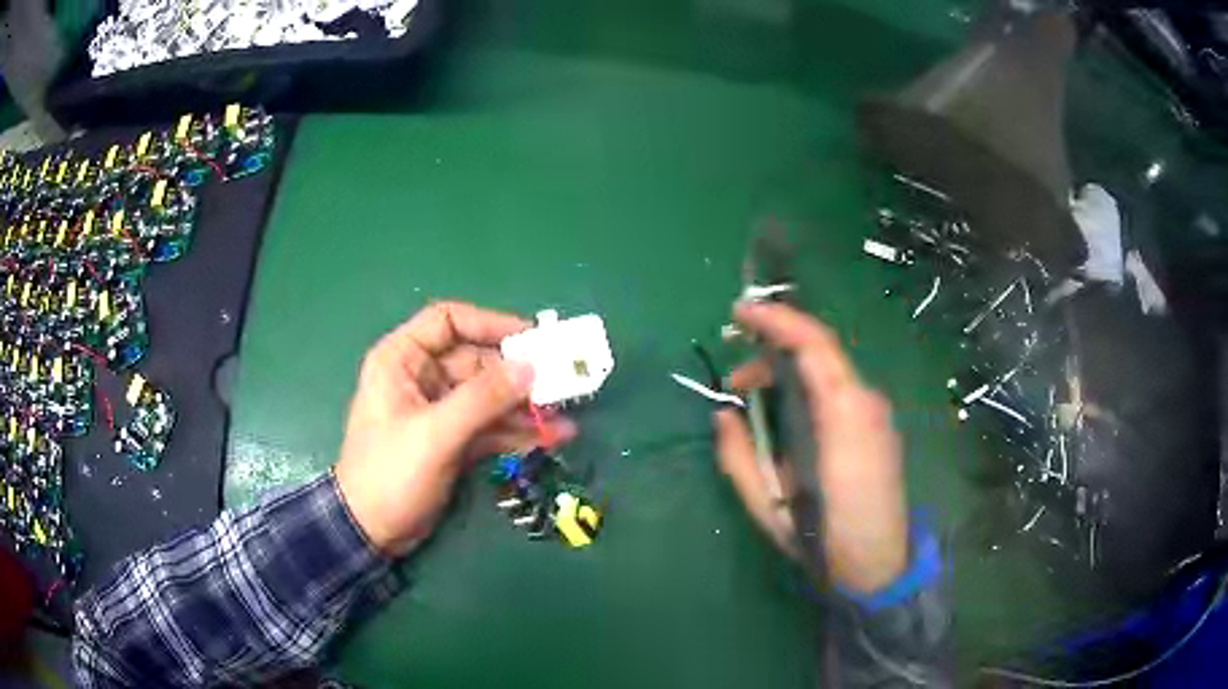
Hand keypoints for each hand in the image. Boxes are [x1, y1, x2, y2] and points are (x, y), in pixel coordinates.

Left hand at [335, 301, 575, 555]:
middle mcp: (421, 377)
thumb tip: (531, 368)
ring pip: (488, 396)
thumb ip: (482, 399)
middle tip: (561, 384)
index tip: (532, 338)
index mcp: (402, 360)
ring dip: (524, 406)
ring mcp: (439, 411)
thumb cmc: (390, 473)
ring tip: (564, 416)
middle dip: (518, 375)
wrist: (371, 531)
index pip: (448, 321)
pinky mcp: (452, 440)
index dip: (490, 323)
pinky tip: (551, 437)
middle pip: (477, 361)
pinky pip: (490, 426)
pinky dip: (517, 431)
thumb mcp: (435, 434)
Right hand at [714, 302, 907, 593]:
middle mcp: (867, 401)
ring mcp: (877, 413)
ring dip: (789, 373)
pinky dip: (809, 387)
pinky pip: (840, 390)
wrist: (880, 566)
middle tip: (734, 380)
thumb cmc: (824, 538)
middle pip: (820, 353)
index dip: (776, 319)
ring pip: (830, 371)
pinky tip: (788, 414)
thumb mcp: (767, 503)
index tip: (739, 312)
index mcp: (844, 414)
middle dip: (773, 352)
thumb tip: (723, 414)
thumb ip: (738, 455)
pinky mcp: (878, 426)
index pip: (814, 343)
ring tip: (754, 400)